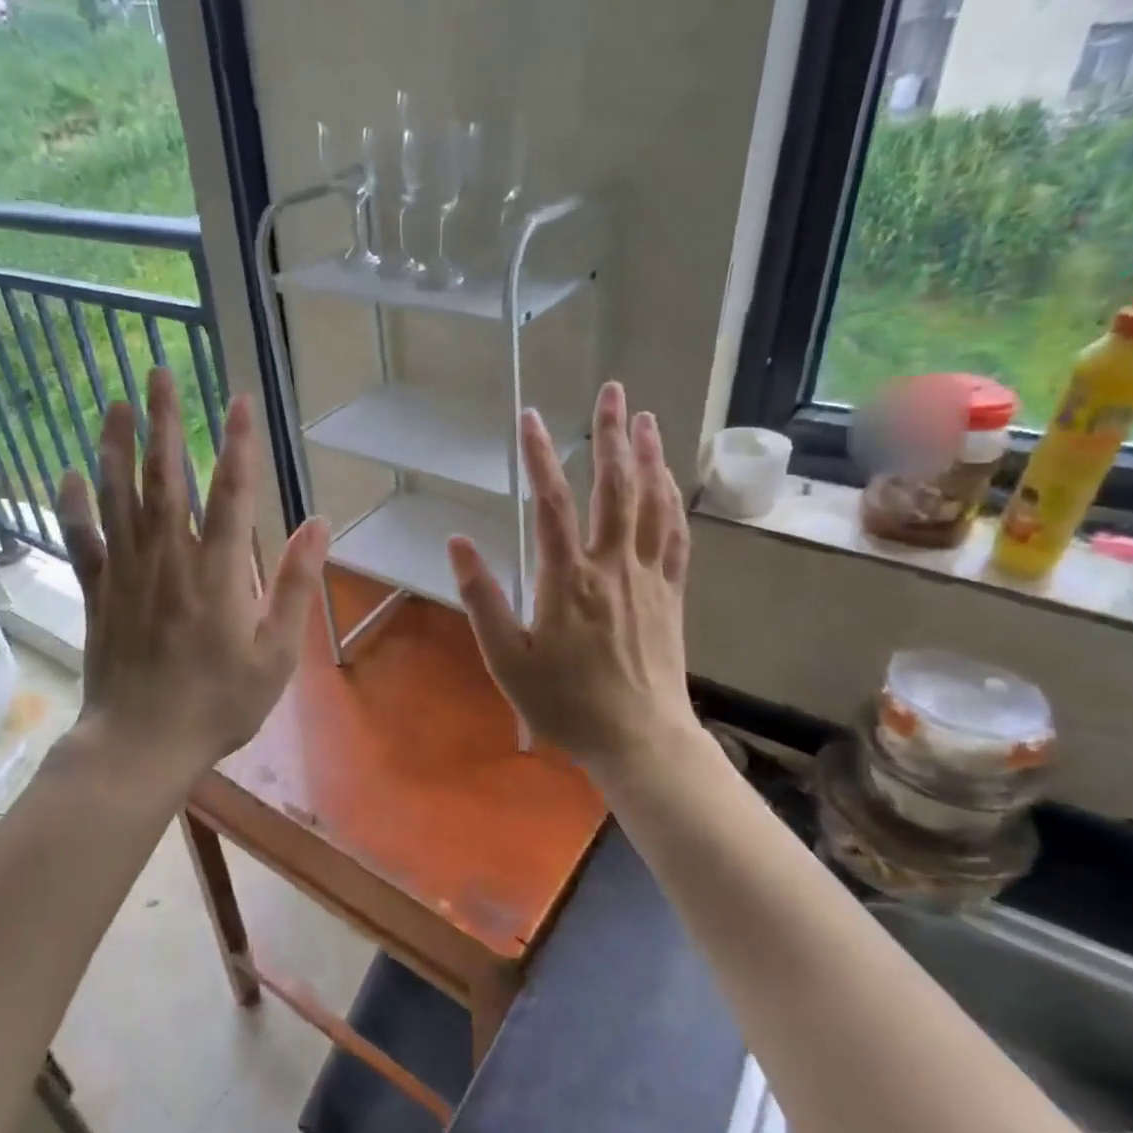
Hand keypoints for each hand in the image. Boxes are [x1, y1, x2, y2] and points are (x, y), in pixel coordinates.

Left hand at [58, 366, 328, 782]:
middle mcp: (168, 558)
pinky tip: (68, 472)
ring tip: (115, 404)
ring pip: (117, 496)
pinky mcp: (97, 592)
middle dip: (164, 422)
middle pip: (164, 478)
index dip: (237, 442)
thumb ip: (297, 584)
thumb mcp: (277, 653)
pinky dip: (73, 504)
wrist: (142, 744)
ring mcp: (126, 572)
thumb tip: (320, 523)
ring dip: (116, 446)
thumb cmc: (219, 702)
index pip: (231, 492)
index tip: (238, 397)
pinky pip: (81, 538)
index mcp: (217, 572)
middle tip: (158, 373)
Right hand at [447, 382, 696, 779]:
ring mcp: (648, 578)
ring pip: (652, 504)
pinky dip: (672, 502)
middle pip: (613, 488)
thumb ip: (481, 599)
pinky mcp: (671, 594)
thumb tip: (457, 543)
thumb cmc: (565, 703)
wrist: (638, 739)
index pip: (550, 503)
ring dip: (649, 457)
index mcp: (567, 580)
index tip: (530, 418)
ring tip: (646, 418)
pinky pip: (675, 537)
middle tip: (613, 392)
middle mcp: (612, 566)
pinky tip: (669, 480)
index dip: (539, 456)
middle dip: (611, 435)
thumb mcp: (506, 659)